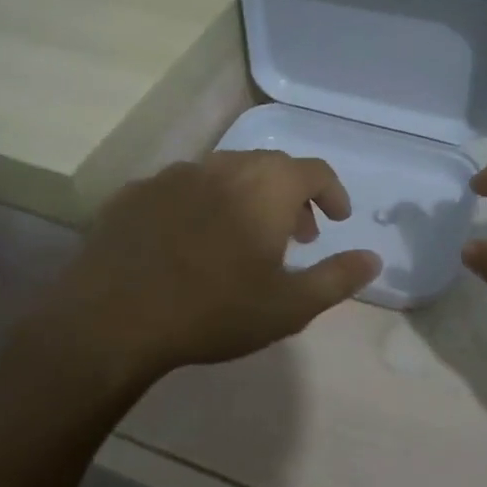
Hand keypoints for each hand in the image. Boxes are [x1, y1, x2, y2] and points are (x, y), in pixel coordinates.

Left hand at [35, 151, 379, 389]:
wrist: (112, 319)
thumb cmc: (213, 311)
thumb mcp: (289, 306)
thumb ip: (337, 278)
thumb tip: (373, 258)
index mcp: (266, 186)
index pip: (314, 170)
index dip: (332, 191)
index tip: (336, 218)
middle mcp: (223, 167)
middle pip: (270, 167)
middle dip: (291, 196)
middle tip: (296, 234)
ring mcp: (174, 175)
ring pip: (224, 174)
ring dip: (246, 197)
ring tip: (243, 239)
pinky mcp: (136, 193)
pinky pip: (182, 189)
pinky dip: (201, 205)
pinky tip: (190, 242)